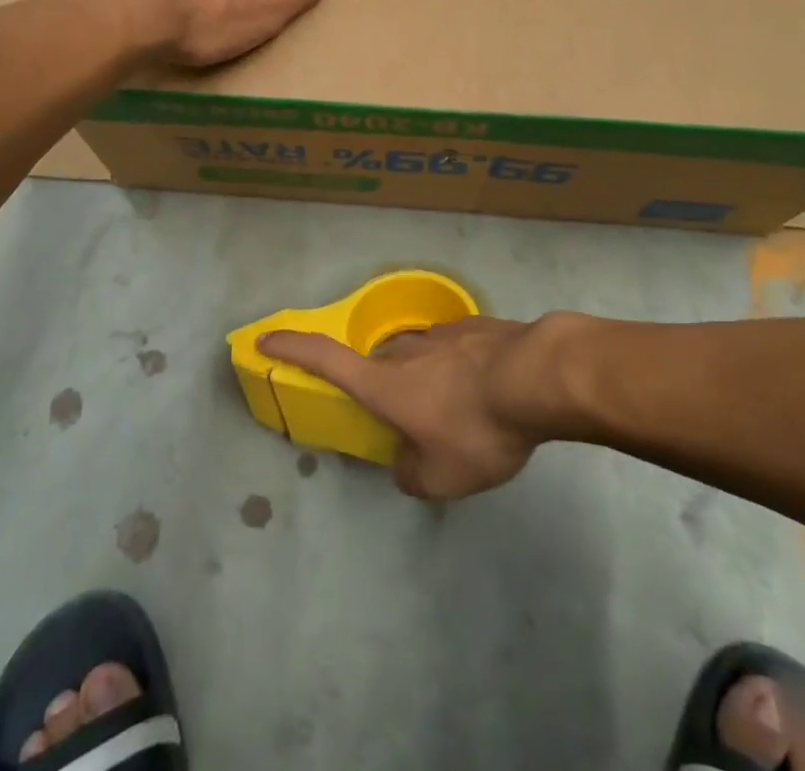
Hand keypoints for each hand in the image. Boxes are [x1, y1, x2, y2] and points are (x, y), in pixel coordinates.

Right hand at [259, 317, 542, 499]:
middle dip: (385, 389)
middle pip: (380, 365)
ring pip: (419, 356)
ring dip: (427, 379)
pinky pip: (454, 349)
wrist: (538, 376)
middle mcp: (405, 351)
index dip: (292, 348)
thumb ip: (413, 476)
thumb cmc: (478, 428)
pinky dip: (459, 369)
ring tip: (459, 411)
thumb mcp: (444, 477)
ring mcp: (442, 333)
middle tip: (409, 420)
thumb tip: (405, 466)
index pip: (325, 359)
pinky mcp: (475, 326)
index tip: (266, 337)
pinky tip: (488, 390)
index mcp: (385, 383)